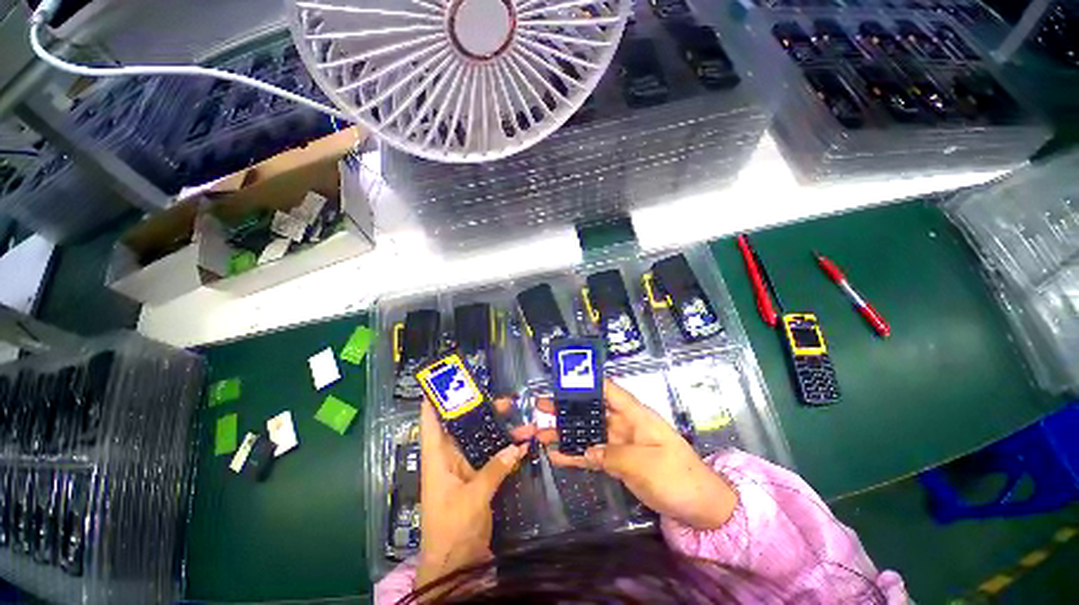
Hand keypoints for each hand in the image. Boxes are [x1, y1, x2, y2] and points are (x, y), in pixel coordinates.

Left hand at [416, 395, 531, 590]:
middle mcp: (450, 457)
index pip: (432, 422)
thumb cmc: (452, 528)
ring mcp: (465, 467)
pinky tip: (523, 443)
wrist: (456, 564)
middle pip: (464, 425)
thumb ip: (495, 469)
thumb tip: (518, 446)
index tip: (447, 380)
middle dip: (482, 410)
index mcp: (437, 457)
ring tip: (519, 417)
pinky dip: (506, 449)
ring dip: (500, 430)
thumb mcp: (473, 497)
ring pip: (482, 439)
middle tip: (504, 399)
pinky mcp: (478, 478)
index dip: (436, 400)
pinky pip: (493, 456)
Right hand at [538, 379, 736, 529]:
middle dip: (566, 407)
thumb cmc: (677, 475)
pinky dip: (575, 454)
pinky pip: (592, 455)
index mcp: (634, 414)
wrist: (700, 506)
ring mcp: (619, 444)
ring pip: (587, 433)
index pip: (607, 390)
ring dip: (564, 432)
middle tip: (540, 405)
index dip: (586, 382)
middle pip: (590, 411)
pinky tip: (555, 454)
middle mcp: (623, 424)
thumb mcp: (645, 463)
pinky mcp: (617, 462)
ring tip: (539, 431)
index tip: (562, 379)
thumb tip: (587, 450)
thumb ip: (612, 454)